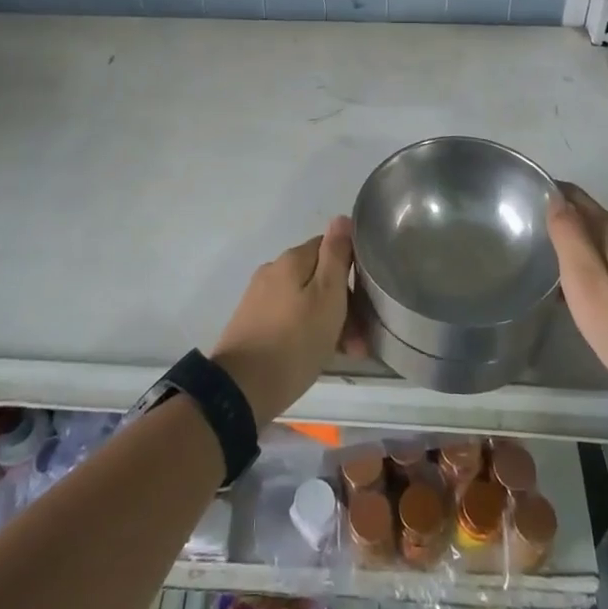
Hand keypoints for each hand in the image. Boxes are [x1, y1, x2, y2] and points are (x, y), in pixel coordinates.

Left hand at [212, 217, 356, 426]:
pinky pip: (288, 317)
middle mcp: (273, 270)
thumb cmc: (294, 343)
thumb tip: (342, 218)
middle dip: (343, 304)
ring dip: (328, 321)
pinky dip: (306, 331)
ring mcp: (259, 297)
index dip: (353, 271)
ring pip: (305, 300)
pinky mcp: (251, 322)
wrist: (240, 390)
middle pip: (318, 277)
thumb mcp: (327, 298)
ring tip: (346, 355)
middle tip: (359, 342)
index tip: (367, 302)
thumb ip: (336, 256)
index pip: (330, 248)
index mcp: (292, 259)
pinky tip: (316, 354)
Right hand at [549, 183, 607, 405]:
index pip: (579, 198)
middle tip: (550, 255)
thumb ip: (568, 234)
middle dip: (577, 234)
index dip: (556, 196)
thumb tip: (556, 196)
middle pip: (601, 226)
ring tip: (580, 288)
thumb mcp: (584, 280)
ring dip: (600, 260)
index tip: (533, 205)